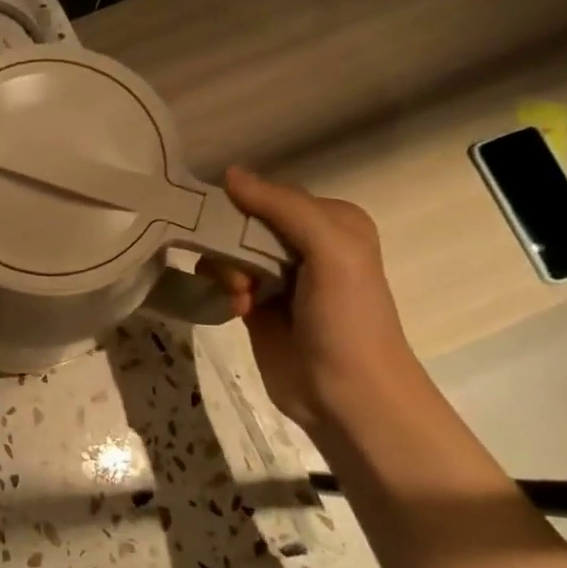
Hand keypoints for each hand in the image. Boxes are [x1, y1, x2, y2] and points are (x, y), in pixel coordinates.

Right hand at [203, 167, 417, 431]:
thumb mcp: (329, 250)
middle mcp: (305, 244)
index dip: (243, 205)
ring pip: (229, 251)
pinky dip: (224, 290)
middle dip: (230, 243)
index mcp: (331, 221)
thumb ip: (282, 208)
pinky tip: (237, 310)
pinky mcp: (258, 307)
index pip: (271, 195)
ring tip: (240, 297)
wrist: (347, 394)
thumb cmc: (346, 317)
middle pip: (244, 223)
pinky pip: (225, 281)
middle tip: (238, 274)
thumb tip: (230, 174)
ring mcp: (280, 277)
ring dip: (225, 270)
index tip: (219, 223)